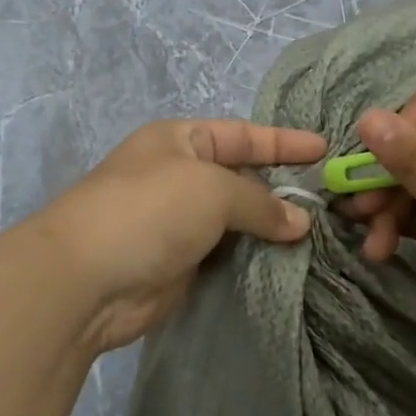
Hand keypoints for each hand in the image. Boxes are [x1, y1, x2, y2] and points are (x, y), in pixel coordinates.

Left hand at [29, 119, 326, 354]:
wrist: (85, 281)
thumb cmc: (150, 211)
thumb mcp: (212, 190)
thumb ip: (260, 202)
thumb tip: (300, 223)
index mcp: (180, 140)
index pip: (242, 135)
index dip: (283, 142)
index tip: (325, 150)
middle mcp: (180, 176)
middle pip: (242, 177)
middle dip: (282, 188)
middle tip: (330, 202)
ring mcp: (178, 222)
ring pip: (237, 219)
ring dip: (271, 227)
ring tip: (321, 235)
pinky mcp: (180, 264)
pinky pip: (227, 253)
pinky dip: (254, 256)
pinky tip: (288, 262)